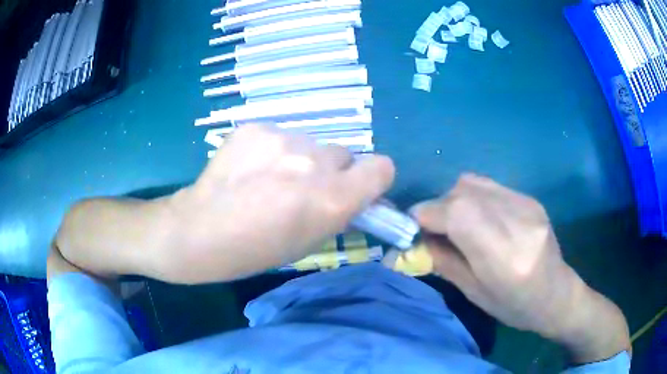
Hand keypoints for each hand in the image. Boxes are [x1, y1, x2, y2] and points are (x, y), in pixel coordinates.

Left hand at [165, 125, 394, 282]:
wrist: (200, 230)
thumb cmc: (256, 250)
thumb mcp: (310, 241)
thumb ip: (340, 211)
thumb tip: (357, 194)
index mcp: (333, 198)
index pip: (382, 167)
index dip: (372, 178)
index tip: (357, 188)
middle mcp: (315, 162)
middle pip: (343, 154)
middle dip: (330, 171)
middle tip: (301, 189)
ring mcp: (283, 139)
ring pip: (310, 143)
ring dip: (300, 159)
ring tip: (269, 179)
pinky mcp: (257, 127)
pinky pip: (280, 135)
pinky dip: (273, 149)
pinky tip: (250, 168)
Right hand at [411, 174, 629, 362]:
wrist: (557, 295)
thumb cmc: (515, 306)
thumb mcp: (474, 293)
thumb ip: (443, 262)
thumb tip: (411, 242)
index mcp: (504, 256)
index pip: (457, 214)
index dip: (426, 215)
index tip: (412, 227)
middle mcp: (518, 222)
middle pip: (463, 192)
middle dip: (438, 207)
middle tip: (434, 229)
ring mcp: (527, 205)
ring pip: (474, 183)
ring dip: (454, 200)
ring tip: (456, 223)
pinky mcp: (530, 198)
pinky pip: (490, 186)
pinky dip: (473, 198)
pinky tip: (479, 218)